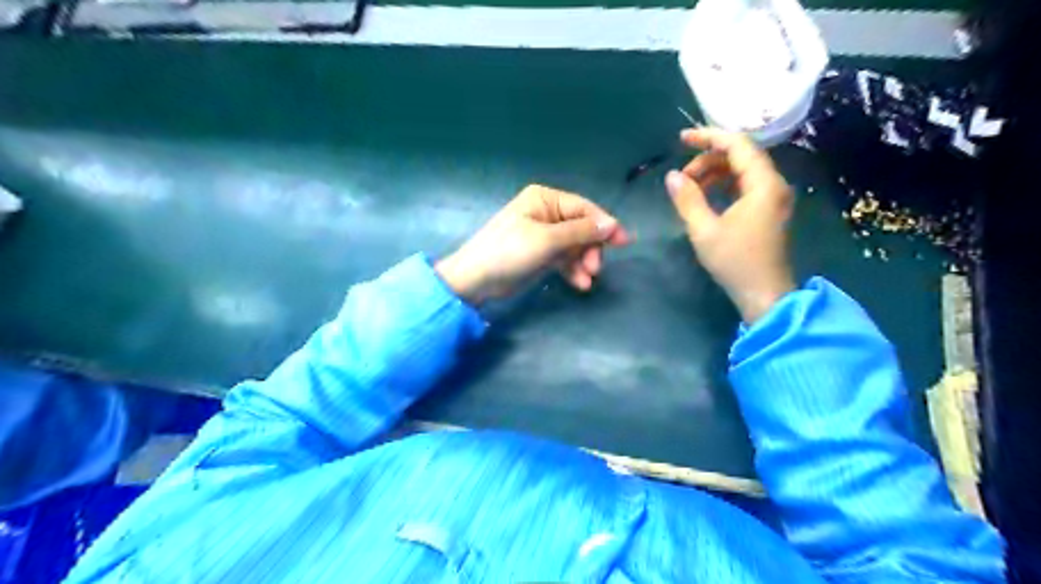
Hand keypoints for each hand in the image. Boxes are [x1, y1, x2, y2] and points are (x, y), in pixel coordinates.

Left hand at [436, 182, 628, 303]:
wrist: (476, 280)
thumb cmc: (509, 252)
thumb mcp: (547, 240)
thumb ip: (581, 232)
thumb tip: (612, 224)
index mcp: (545, 199)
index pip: (583, 208)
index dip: (604, 224)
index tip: (623, 242)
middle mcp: (546, 213)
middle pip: (582, 228)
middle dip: (591, 248)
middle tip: (596, 268)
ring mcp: (544, 235)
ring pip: (575, 246)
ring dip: (583, 262)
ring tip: (587, 280)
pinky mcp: (541, 255)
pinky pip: (564, 259)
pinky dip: (573, 270)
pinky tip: (580, 284)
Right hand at [667, 126, 798, 323]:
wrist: (764, 294)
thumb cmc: (735, 262)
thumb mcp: (704, 230)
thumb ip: (687, 199)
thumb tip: (672, 176)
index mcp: (763, 184)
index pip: (738, 144)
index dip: (708, 137)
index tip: (681, 139)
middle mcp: (774, 184)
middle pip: (741, 155)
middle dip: (709, 158)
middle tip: (682, 177)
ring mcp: (774, 197)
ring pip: (743, 170)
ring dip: (715, 172)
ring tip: (690, 188)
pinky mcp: (769, 210)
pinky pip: (747, 185)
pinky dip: (725, 184)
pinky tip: (707, 197)